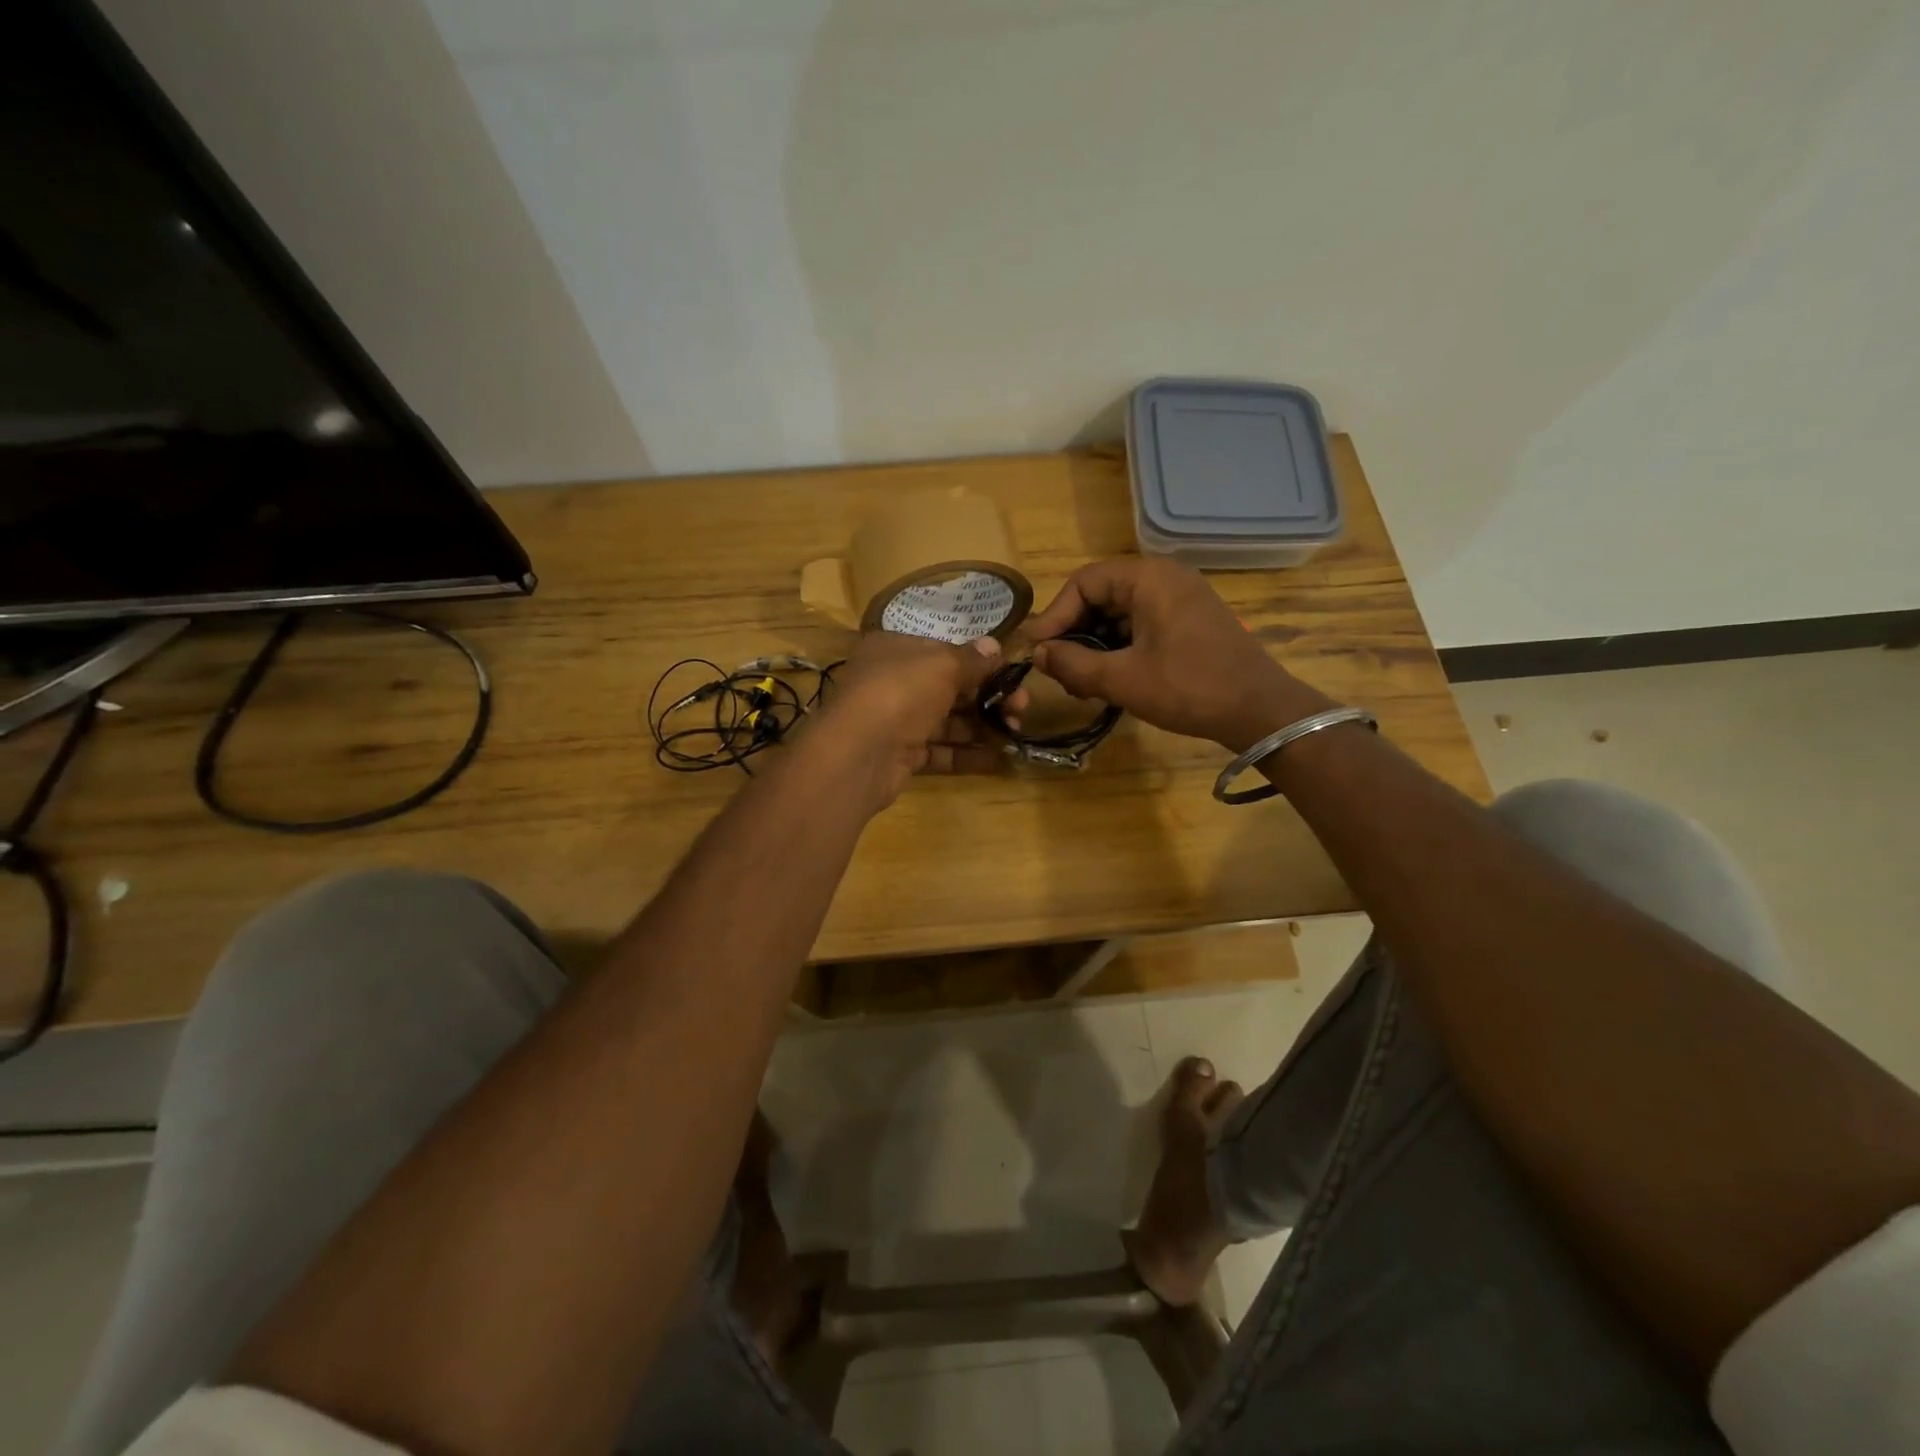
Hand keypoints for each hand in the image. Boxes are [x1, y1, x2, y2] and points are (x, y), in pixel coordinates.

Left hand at [805, 631, 1021, 811]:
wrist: (860, 753)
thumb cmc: (901, 692)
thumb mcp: (942, 665)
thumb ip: (972, 659)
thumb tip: (994, 646)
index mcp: (895, 650)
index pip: (943, 652)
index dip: (979, 663)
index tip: (1011, 676)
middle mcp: (892, 682)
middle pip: (949, 688)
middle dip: (988, 698)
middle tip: (1021, 709)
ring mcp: (895, 721)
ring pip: (946, 722)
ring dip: (982, 727)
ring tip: (1015, 733)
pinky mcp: (900, 756)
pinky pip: (940, 752)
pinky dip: (967, 755)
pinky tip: (999, 758)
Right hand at [1022, 558, 1330, 750]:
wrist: (1260, 710)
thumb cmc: (1188, 688)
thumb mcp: (1121, 679)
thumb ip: (1072, 663)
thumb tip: (1037, 654)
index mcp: (1148, 578)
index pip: (1083, 583)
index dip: (1055, 616)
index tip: (1036, 651)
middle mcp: (1163, 577)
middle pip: (1100, 596)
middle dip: (1073, 634)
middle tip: (1057, 671)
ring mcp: (1180, 598)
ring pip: (1118, 614)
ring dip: (1094, 645)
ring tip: (1081, 684)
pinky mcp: (1189, 621)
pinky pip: (1140, 625)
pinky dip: (1118, 649)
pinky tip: (1109, 680)